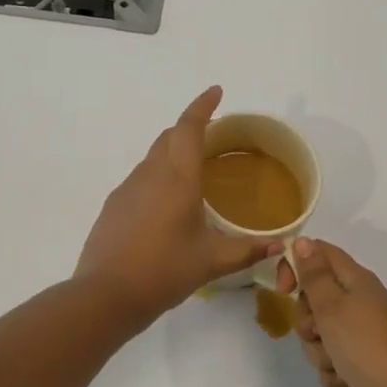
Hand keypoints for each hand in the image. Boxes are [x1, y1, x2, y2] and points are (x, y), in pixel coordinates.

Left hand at [76, 87, 276, 324]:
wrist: (106, 295)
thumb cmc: (164, 271)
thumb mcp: (212, 261)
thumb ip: (248, 250)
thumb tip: (280, 245)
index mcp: (178, 178)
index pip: (189, 127)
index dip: (203, 106)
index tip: (216, 91)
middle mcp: (150, 174)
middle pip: (169, 137)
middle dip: (190, 127)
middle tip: (214, 136)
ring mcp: (128, 188)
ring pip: (153, 157)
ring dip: (173, 152)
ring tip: (195, 172)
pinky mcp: (114, 205)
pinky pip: (141, 178)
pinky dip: (159, 176)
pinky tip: (168, 204)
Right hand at [279, 238, 386, 386]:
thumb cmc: (366, 345)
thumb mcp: (332, 305)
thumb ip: (314, 274)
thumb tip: (303, 241)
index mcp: (355, 280)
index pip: (318, 254)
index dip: (295, 266)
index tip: (283, 290)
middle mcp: (359, 302)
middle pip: (314, 300)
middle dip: (307, 322)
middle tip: (319, 332)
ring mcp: (362, 334)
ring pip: (320, 335)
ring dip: (320, 352)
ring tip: (338, 363)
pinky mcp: (363, 363)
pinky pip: (333, 362)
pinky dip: (335, 373)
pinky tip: (348, 382)